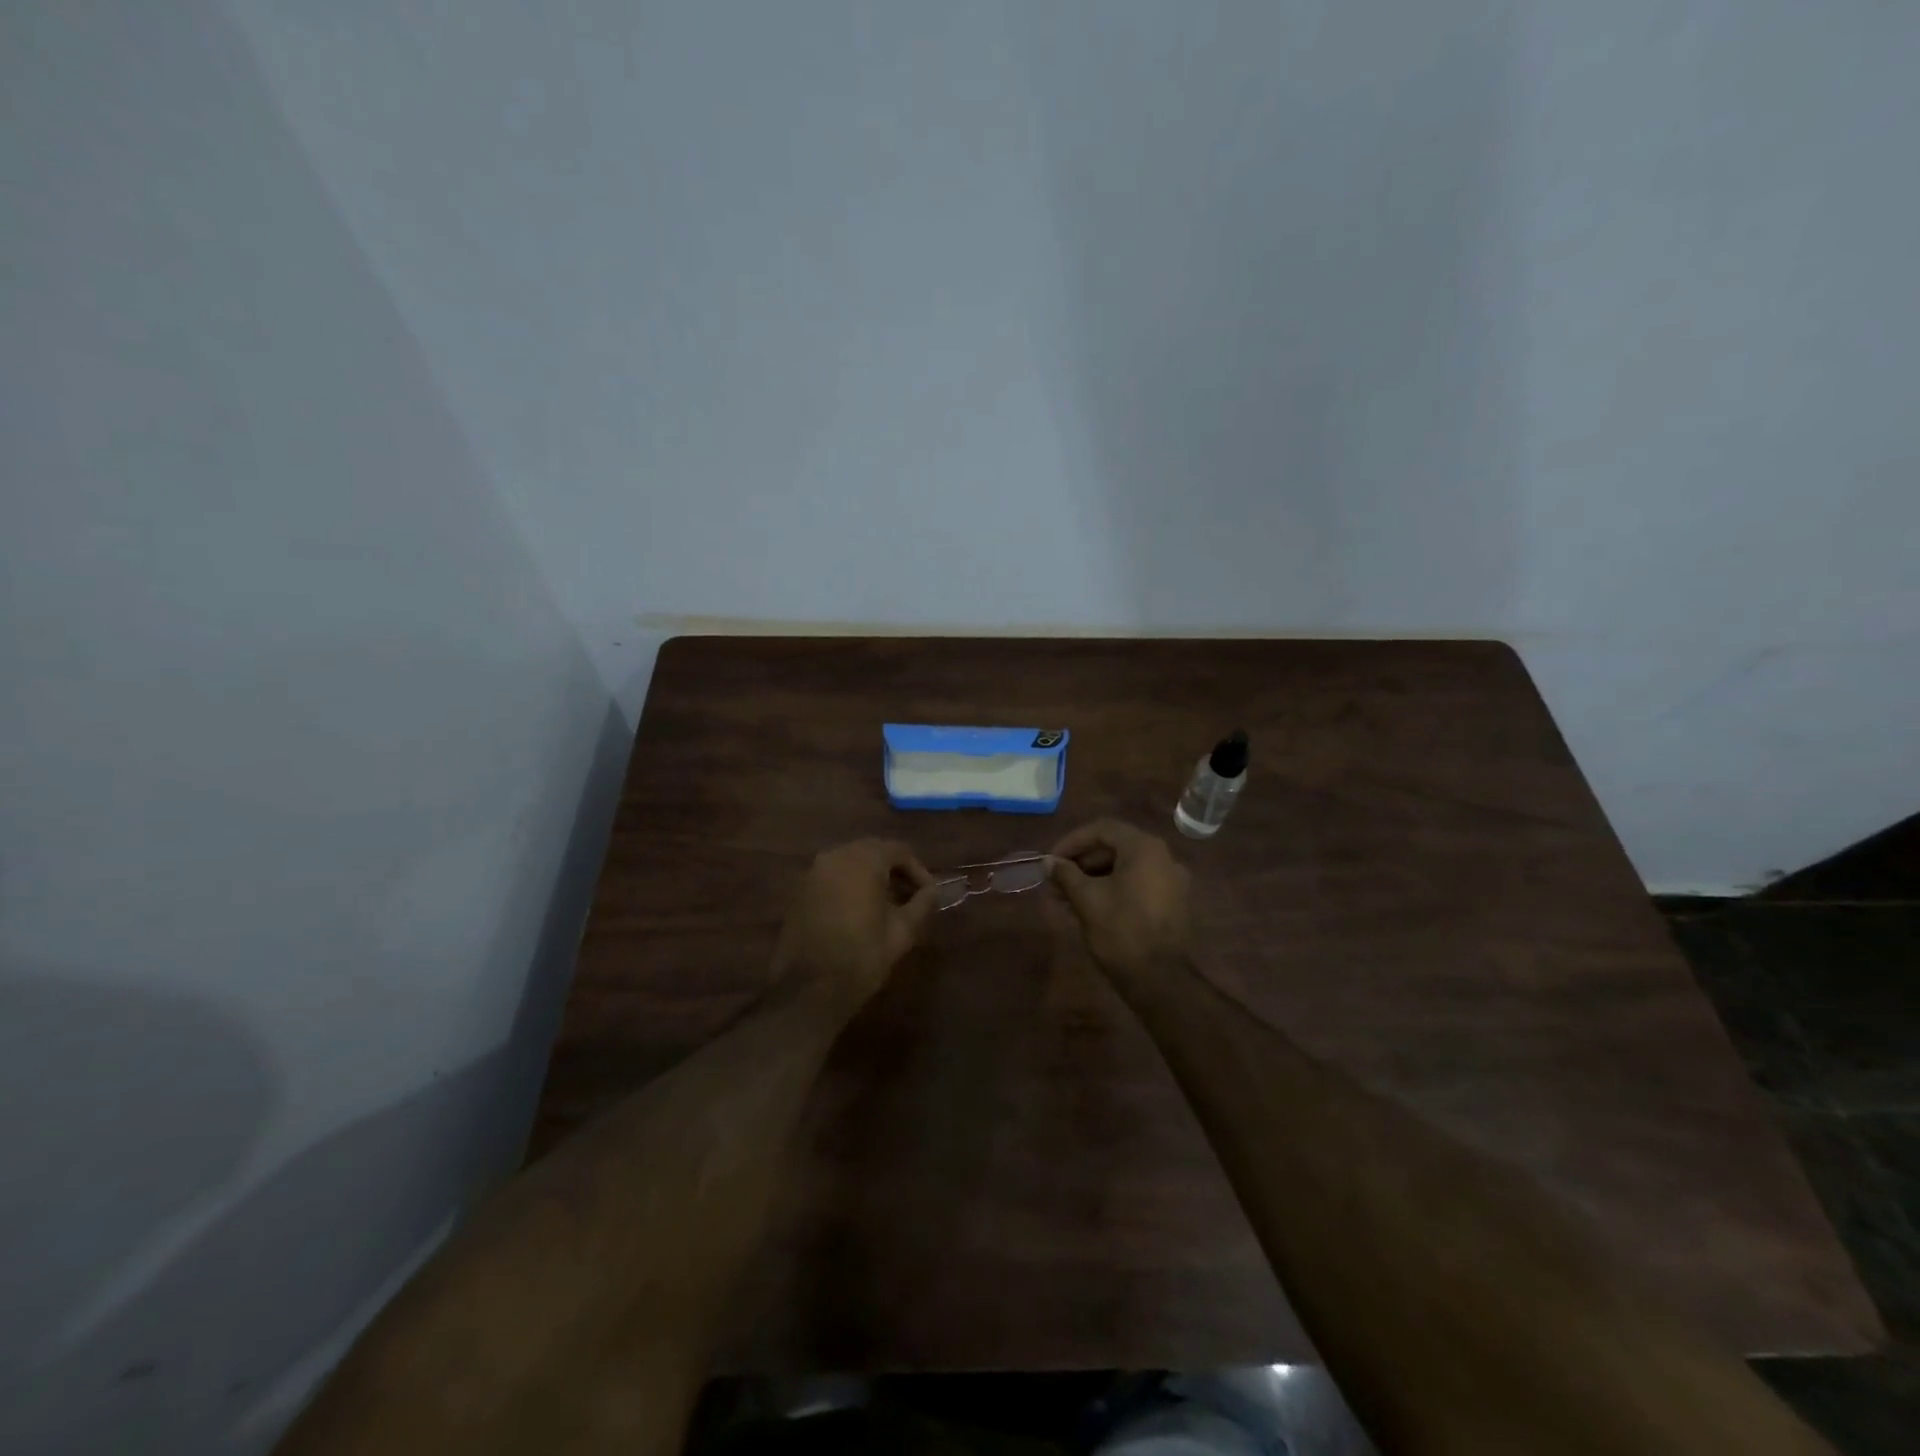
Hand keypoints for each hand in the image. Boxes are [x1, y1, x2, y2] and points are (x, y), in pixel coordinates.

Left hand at [774, 839, 938, 1005]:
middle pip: (874, 851)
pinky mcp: (799, 890)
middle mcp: (835, 855)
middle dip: (895, 871)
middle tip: (911, 898)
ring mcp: (813, 872)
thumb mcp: (902, 932)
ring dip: (872, 877)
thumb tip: (931, 891)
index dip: (919, 870)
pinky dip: (850, 885)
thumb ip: (922, 904)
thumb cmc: (861, 957)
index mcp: (863, 860)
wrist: (807, 990)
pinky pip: (833, 876)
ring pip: (851, 862)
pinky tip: (859, 911)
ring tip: (887, 905)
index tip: (929, 895)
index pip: (899, 850)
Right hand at [1049, 819, 1192, 986]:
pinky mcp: (1172, 903)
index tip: (1051, 860)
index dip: (1072, 842)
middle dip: (1081, 862)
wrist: (1161, 980)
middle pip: (1115, 847)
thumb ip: (1066, 874)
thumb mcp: (1087, 899)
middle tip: (1055, 880)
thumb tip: (1050, 862)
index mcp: (1144, 848)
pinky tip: (1089, 908)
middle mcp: (1163, 857)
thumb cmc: (1121, 932)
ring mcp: (1172, 881)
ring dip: (1093, 878)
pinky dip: (1112, 889)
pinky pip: (1137, 884)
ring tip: (1065, 898)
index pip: (1102, 829)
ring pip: (1125, 868)